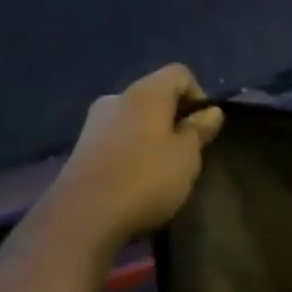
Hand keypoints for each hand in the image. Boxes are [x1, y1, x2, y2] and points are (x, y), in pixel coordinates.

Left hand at [52, 65, 224, 243]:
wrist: (82, 218)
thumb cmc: (145, 179)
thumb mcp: (187, 157)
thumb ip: (199, 130)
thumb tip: (210, 111)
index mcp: (146, 92)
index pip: (179, 73)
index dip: (198, 95)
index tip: (204, 127)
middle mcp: (116, 98)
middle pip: (155, 96)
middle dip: (175, 118)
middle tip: (187, 151)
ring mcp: (94, 123)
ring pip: (134, 119)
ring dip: (152, 136)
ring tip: (163, 170)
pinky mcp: (81, 149)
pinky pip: (117, 139)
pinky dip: (132, 152)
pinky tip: (136, 180)